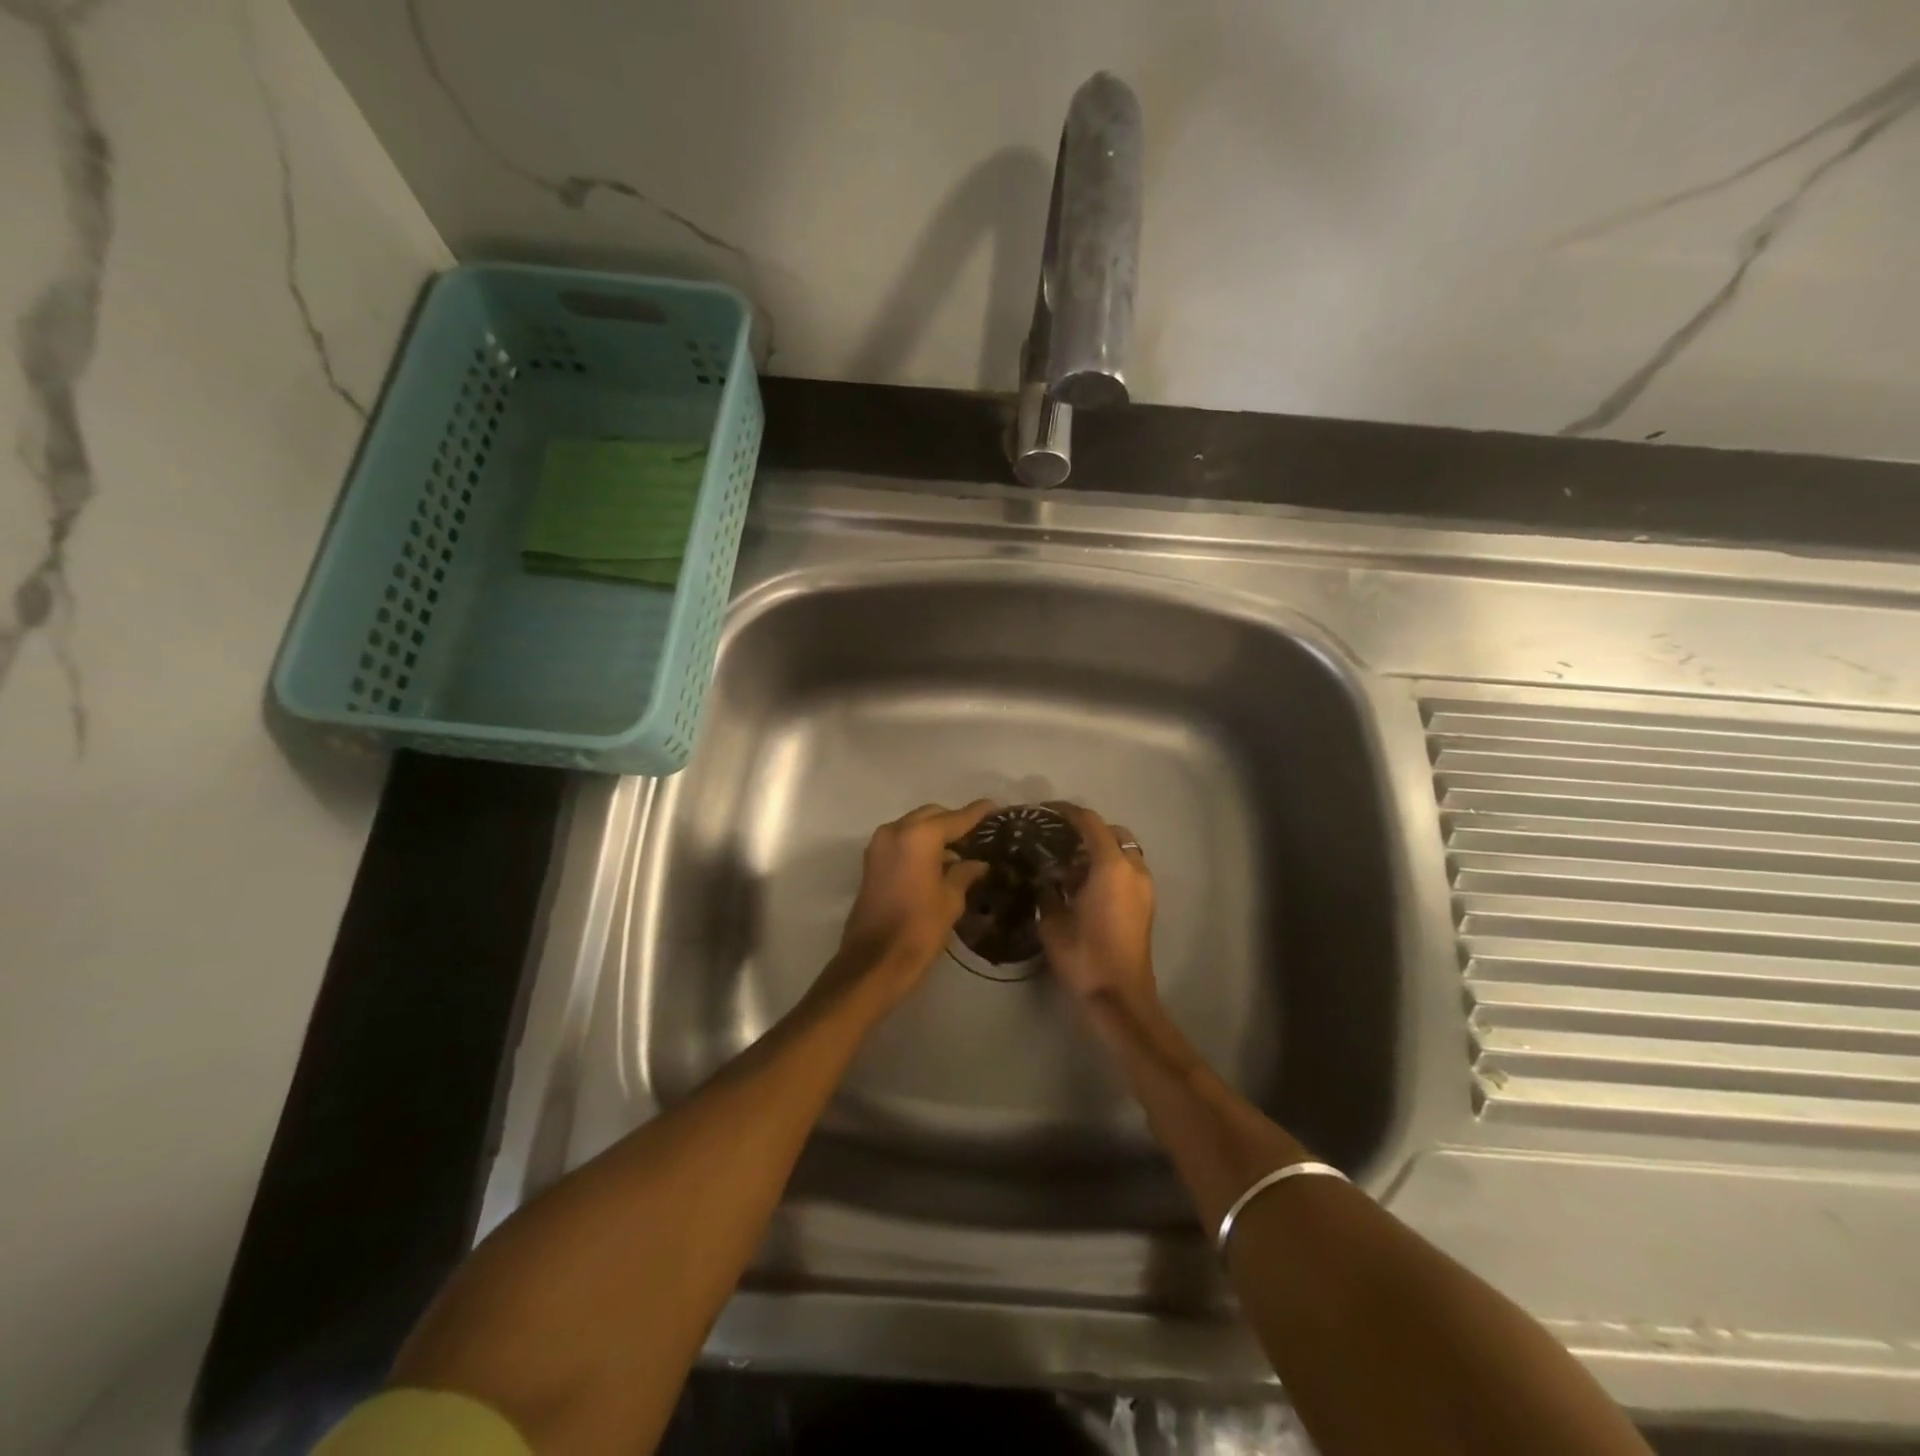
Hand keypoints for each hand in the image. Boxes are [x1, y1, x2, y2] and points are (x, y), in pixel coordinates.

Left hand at [829, 800, 995, 1009]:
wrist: (874, 961)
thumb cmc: (919, 929)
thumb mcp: (951, 900)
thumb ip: (965, 873)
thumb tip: (977, 863)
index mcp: (919, 836)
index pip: (955, 818)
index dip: (977, 813)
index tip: (995, 807)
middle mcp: (896, 831)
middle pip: (931, 816)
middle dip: (954, 822)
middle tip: (978, 835)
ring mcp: (879, 845)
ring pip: (914, 826)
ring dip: (935, 833)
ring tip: (962, 850)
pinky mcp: (872, 861)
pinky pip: (901, 840)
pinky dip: (919, 844)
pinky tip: (939, 861)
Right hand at [1039, 804, 1156, 1015]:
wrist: (1120, 997)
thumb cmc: (1084, 956)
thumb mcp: (1052, 922)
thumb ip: (1047, 891)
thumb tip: (1045, 878)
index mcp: (1110, 866)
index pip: (1090, 823)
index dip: (1067, 812)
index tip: (1045, 812)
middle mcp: (1133, 869)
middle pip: (1112, 833)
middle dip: (1087, 831)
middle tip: (1059, 840)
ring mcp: (1144, 887)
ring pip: (1123, 853)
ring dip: (1099, 852)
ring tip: (1069, 866)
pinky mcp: (1146, 905)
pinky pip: (1127, 872)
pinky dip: (1108, 869)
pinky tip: (1084, 887)